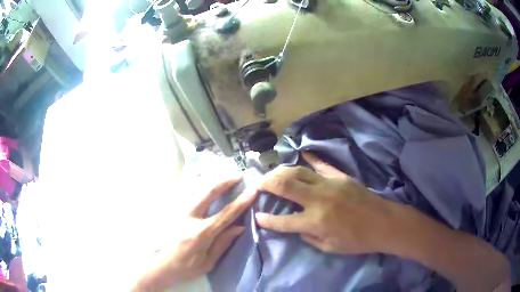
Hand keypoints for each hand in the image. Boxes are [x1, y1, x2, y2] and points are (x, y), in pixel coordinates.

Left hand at [133, 175, 256, 290]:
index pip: (226, 213)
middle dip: (225, 180)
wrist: (160, 264)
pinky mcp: (170, 208)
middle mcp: (189, 216)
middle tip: (238, 174)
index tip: (252, 190)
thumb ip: (223, 243)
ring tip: (222, 170)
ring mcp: (177, 209)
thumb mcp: (208, 262)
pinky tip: (199, 173)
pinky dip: (192, 179)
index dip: (241, 201)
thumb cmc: (186, 266)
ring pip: (195, 186)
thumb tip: (240, 227)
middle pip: (209, 192)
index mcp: (202, 232)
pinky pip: (182, 188)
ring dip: (210, 176)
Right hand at [255, 152, 391, 254]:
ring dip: (281, 172)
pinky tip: (301, 153)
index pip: (283, 221)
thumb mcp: (329, 247)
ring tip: (272, 174)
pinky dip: (310, 158)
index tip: (257, 216)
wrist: (383, 223)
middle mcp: (318, 199)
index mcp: (315, 221)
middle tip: (258, 184)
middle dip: (266, 183)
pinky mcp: (340, 177)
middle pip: (285, 185)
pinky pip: (321, 165)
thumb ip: (308, 237)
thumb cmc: (357, 240)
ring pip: (298, 172)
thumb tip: (297, 227)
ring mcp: (330, 184)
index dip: (266, 220)